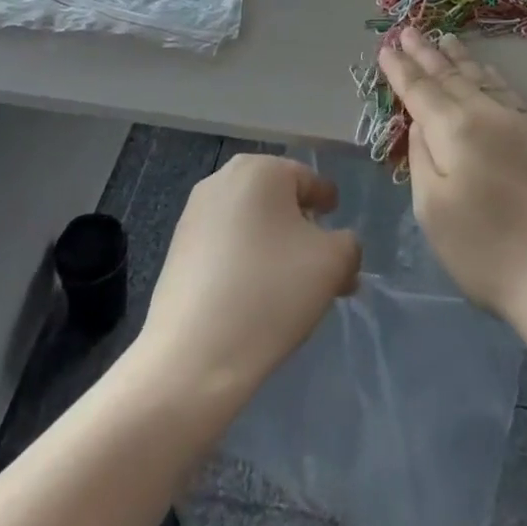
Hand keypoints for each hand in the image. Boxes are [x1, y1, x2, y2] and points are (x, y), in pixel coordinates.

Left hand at [137, 155, 359, 399]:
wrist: (192, 357)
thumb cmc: (271, 293)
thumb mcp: (332, 264)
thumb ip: (348, 245)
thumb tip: (338, 247)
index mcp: (261, 168)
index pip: (309, 181)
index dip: (329, 208)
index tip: (340, 239)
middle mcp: (224, 179)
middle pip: (279, 202)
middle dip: (304, 233)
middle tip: (323, 272)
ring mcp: (195, 213)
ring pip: (252, 226)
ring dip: (276, 250)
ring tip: (294, 293)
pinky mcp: (178, 249)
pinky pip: (226, 247)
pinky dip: (247, 264)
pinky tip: (258, 300)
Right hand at [379, 27, 526, 329]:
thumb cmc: (486, 252)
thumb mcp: (433, 211)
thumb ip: (422, 158)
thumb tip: (422, 123)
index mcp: (455, 131)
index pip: (420, 91)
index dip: (401, 69)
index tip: (387, 47)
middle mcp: (487, 115)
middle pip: (450, 77)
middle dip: (426, 53)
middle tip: (409, 30)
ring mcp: (520, 123)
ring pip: (482, 79)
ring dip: (459, 59)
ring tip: (445, 39)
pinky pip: (509, 92)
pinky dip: (491, 76)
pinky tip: (487, 71)